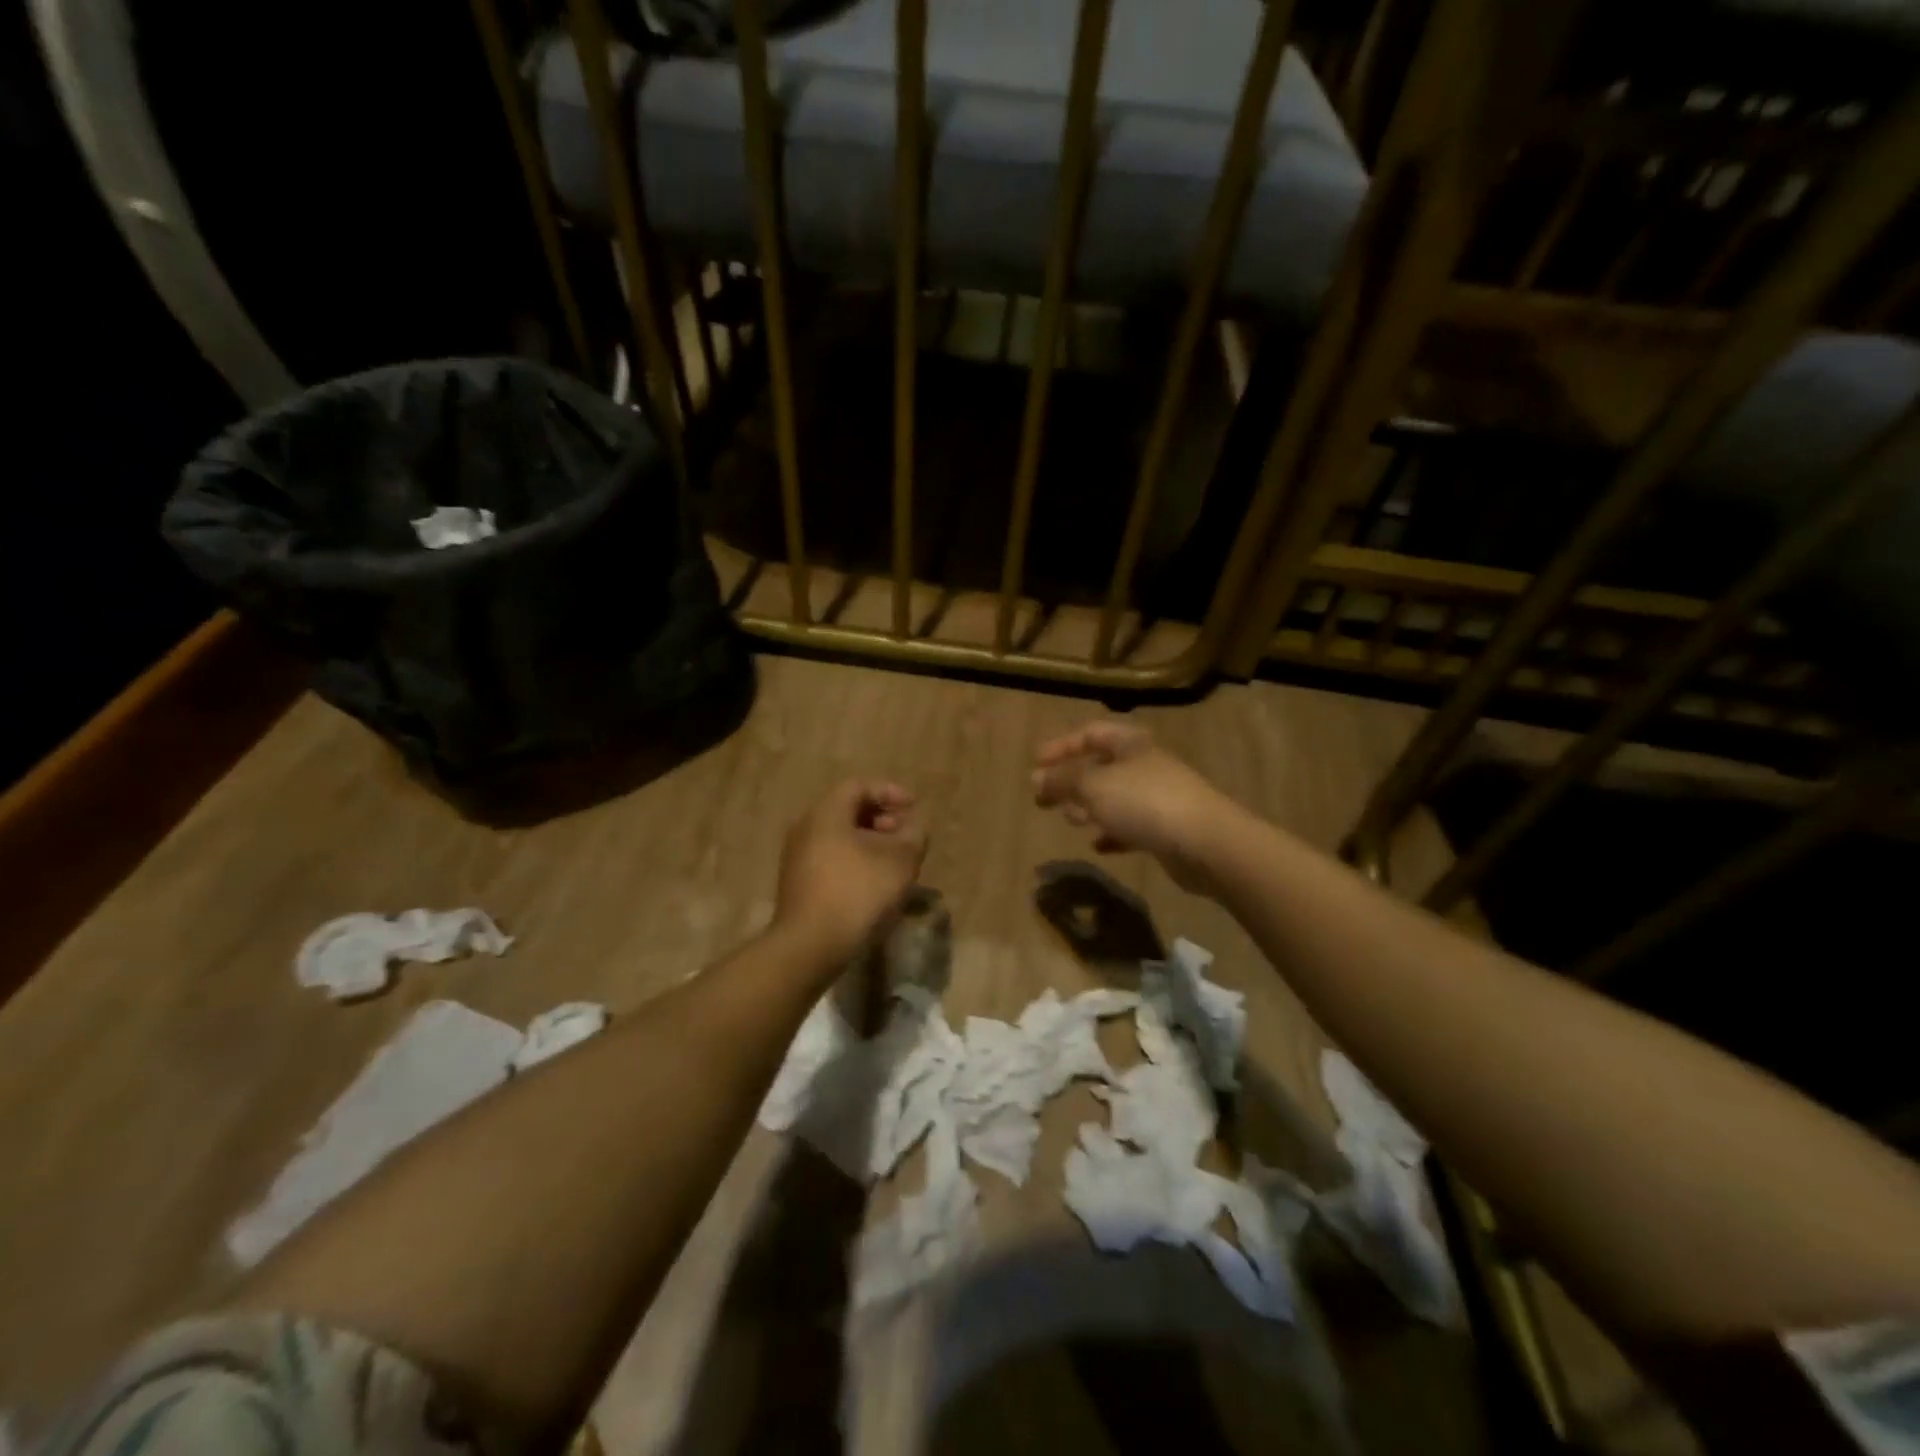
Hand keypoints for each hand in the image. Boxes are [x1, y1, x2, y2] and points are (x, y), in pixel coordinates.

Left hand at [774, 780, 928, 966]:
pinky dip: (855, 861)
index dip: (889, 792)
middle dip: (880, 818)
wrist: (810, 946)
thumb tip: (914, 829)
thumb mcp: (900, 861)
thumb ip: (914, 837)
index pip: (858, 786)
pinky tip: (874, 883)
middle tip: (905, 834)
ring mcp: (797, 858)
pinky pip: (831, 859)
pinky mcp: (798, 884)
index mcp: (826, 814)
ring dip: (869, 842)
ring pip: (839, 837)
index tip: (913, 806)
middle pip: (846, 811)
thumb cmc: (858, 892)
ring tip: (895, 861)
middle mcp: (806, 828)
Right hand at [1032, 723, 1239, 894]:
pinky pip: (1131, 827)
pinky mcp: (1167, 829)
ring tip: (1072, 821)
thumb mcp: (1093, 786)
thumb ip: (1061, 780)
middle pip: (1101, 766)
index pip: (1090, 734)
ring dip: (1090, 808)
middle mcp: (1145, 765)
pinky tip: (1098, 846)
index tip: (1035, 765)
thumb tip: (1035, 778)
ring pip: (1115, 798)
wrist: (1206, 843)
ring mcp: (1159, 798)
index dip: (1061, 746)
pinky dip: (1112, 833)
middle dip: (1071, 781)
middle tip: (1045, 800)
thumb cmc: (1144, 802)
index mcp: (1130, 744)